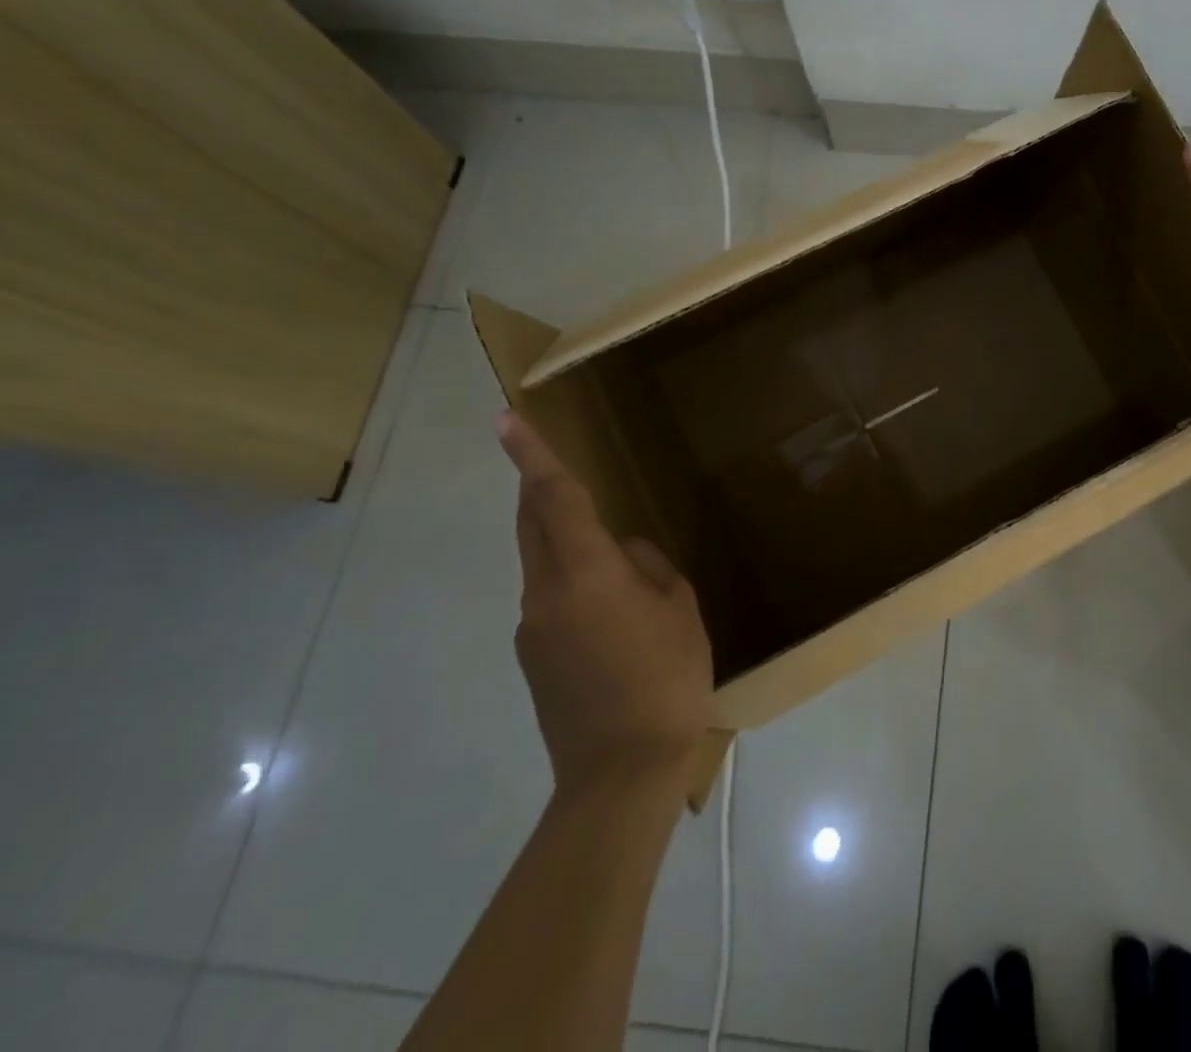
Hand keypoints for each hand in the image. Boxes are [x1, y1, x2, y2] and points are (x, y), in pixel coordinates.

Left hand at [496, 411, 713, 796]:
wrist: (619, 775)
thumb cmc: (665, 681)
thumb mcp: (680, 611)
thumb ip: (651, 568)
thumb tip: (626, 555)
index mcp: (587, 574)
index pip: (554, 500)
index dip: (532, 456)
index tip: (505, 419)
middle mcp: (545, 593)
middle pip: (532, 525)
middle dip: (536, 488)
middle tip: (547, 461)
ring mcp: (532, 629)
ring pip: (544, 563)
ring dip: (564, 542)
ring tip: (621, 568)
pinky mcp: (534, 658)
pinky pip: (552, 599)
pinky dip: (575, 584)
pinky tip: (616, 618)